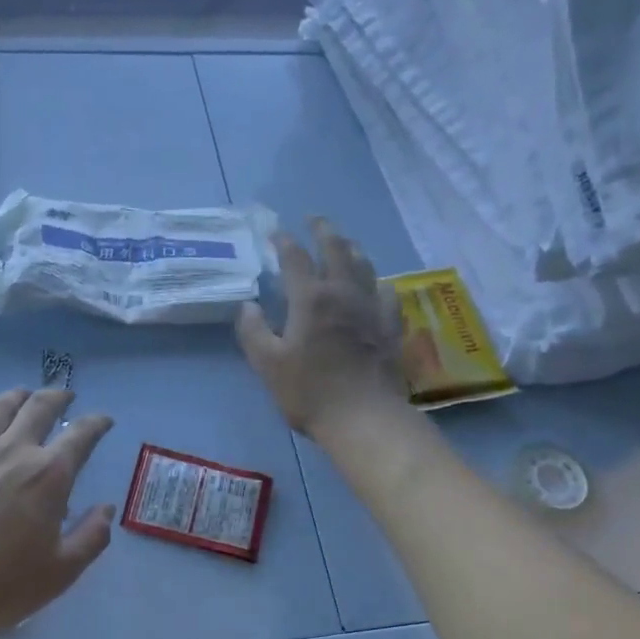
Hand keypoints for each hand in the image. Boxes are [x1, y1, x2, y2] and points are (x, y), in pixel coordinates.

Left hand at [0, 389, 114, 638]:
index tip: (105, 420)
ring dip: (15, 397)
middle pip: (39, 408)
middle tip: (65, 396)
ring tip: (22, 394)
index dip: (97, 423)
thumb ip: (91, 536)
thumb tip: (106, 509)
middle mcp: (12, 451)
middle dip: (58, 397)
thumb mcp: (60, 572)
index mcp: (49, 474)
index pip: (81, 435)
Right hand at [237, 217, 409, 440]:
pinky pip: (387, 293)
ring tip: (344, 242)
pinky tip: (377, 284)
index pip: (295, 258)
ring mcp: (372, 308)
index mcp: (311, 299)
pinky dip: (377, 282)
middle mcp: (344, 293)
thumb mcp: (268, 364)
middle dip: (323, 231)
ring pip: (364, 266)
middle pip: (336, 250)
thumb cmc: (309, 392)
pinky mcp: (390, 327)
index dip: (283, 241)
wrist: (364, 418)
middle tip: (314, 220)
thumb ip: (253, 331)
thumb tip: (249, 306)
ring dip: (351, 249)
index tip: (274, 232)